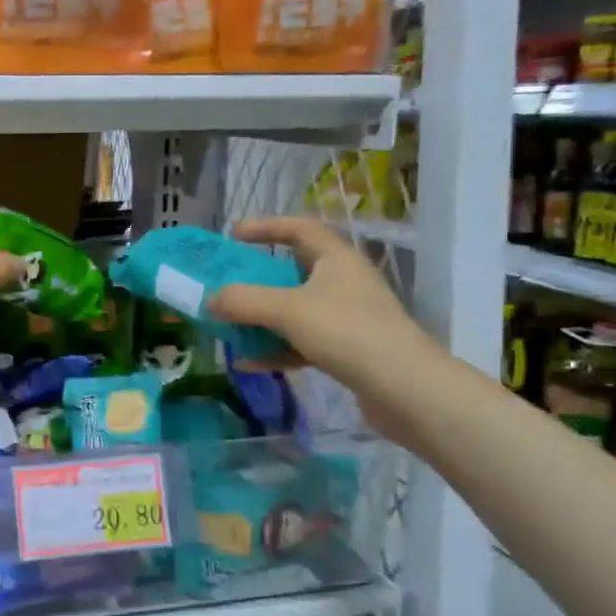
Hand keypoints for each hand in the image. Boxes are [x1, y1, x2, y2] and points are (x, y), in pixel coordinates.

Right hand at [208, 216, 439, 426]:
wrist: (406, 389)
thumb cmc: (347, 332)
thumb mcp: (288, 310)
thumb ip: (243, 301)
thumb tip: (209, 299)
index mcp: (336, 259)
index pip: (299, 228)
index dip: (265, 226)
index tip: (233, 234)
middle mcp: (344, 283)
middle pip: (293, 271)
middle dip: (257, 279)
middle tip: (227, 284)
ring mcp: (347, 318)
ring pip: (295, 310)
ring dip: (262, 318)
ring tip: (230, 327)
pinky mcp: (348, 351)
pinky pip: (302, 343)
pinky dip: (275, 349)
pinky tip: (249, 364)